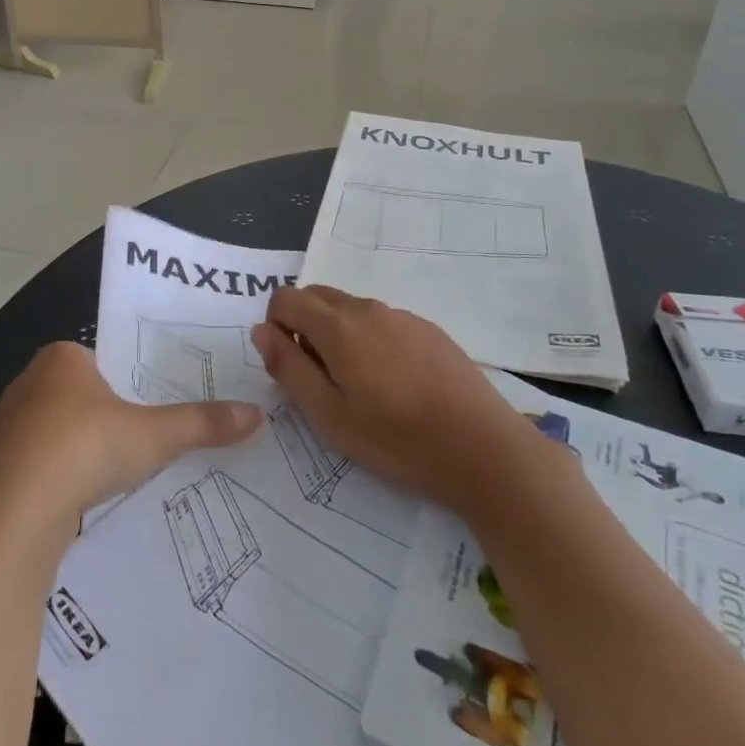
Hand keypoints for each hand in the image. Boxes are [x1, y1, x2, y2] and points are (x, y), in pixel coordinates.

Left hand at [0, 343, 261, 524]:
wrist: (16, 512)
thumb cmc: (86, 448)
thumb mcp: (154, 435)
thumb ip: (202, 423)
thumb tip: (258, 414)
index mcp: (60, 357)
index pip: (99, 360)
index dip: (124, 381)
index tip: (148, 408)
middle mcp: (27, 383)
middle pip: (76, 394)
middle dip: (102, 417)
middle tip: (138, 440)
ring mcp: (5, 427)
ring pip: (53, 432)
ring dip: (76, 450)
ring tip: (111, 473)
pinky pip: (35, 465)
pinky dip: (56, 478)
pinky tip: (78, 500)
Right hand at [252, 286, 523, 504]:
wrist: (483, 448)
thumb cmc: (396, 439)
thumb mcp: (328, 415)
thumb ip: (289, 367)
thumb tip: (261, 331)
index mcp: (338, 326)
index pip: (286, 298)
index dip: (275, 326)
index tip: (290, 365)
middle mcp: (368, 309)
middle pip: (317, 296)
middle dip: (303, 326)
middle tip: (319, 378)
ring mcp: (403, 316)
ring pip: (351, 309)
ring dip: (337, 334)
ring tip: (359, 387)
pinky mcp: (429, 329)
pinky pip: (382, 321)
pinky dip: (370, 339)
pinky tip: (395, 384)